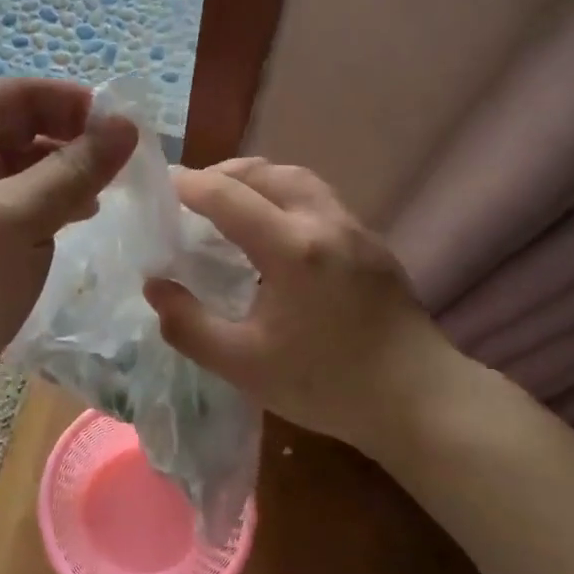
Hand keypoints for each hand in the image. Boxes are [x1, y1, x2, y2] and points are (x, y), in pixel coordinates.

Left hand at [0, 80, 136, 444]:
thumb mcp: (17, 220)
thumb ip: (73, 170)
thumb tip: (128, 124)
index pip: (16, 95)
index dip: (69, 100)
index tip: (121, 121)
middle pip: (28, 128)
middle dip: (76, 136)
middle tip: (127, 157)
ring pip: (35, 167)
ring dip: (74, 170)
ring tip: (114, 186)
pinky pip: (33, 202)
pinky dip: (63, 202)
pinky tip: (88, 214)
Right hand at [144, 158, 470, 458]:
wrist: (417, 400)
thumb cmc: (326, 385)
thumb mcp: (243, 365)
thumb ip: (188, 325)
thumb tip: (155, 286)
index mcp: (291, 248)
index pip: (229, 195)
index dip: (190, 186)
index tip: (162, 186)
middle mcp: (325, 223)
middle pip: (267, 173)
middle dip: (223, 174)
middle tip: (192, 194)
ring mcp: (355, 229)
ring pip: (299, 180)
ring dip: (259, 180)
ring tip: (232, 203)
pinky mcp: (372, 244)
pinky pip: (320, 199)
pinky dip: (285, 196)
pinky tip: (276, 230)